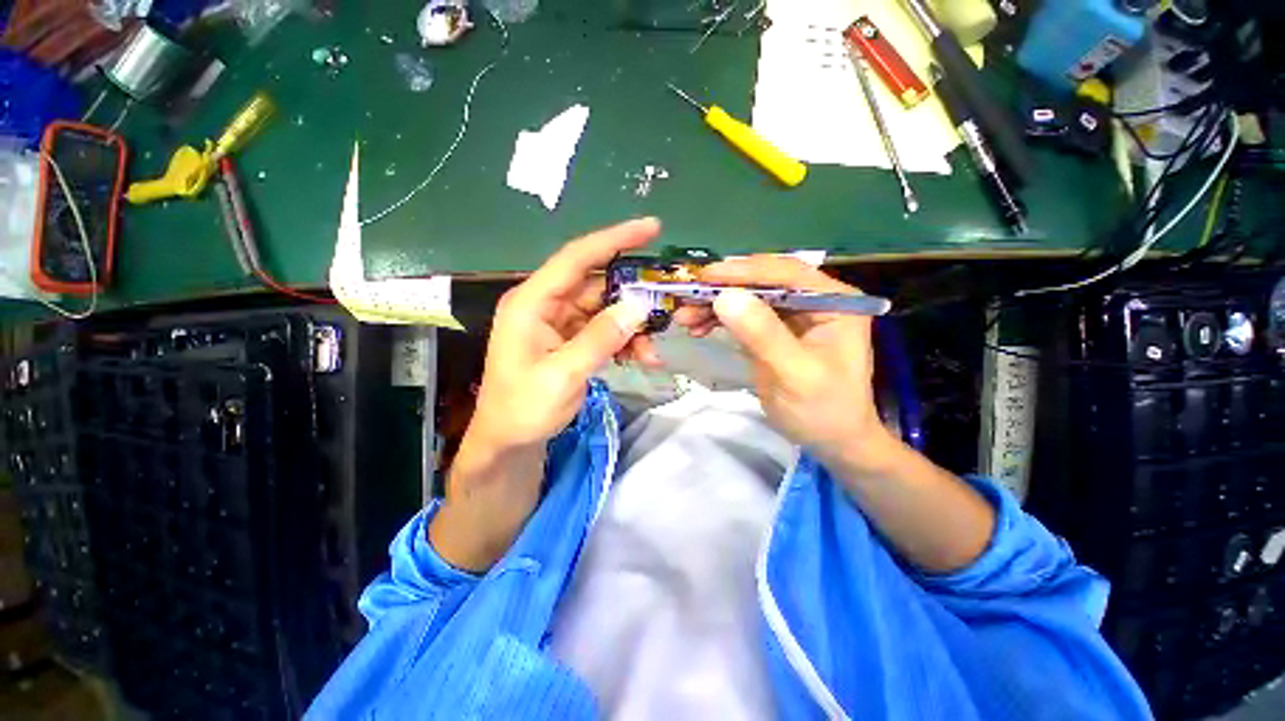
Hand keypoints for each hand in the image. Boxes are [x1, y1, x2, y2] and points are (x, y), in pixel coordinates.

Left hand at [431, 218, 659, 569]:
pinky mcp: (570, 339)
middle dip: (633, 295)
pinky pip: (604, 330)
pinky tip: (640, 357)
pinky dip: (624, 340)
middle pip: (598, 284)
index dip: (615, 239)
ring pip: (606, 310)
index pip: (577, 258)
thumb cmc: (523, 409)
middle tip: (666, 304)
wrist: (509, 441)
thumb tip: (637, 307)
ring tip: (652, 351)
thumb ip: (599, 339)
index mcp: (532, 302)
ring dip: (632, 327)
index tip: (651, 227)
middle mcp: (546, 304)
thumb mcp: (563, 376)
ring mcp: (559, 322)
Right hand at [674, 256, 897, 472]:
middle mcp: (813, 300)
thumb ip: (763, 335)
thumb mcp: (795, 374)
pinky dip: (718, 319)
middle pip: (762, 282)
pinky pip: (741, 316)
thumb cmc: (824, 410)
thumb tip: (725, 298)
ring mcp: (791, 315)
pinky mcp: (772, 331)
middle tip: (687, 297)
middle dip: (723, 289)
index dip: (745, 271)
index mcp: (834, 302)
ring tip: (684, 317)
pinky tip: (697, 327)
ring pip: (747, 298)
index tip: (706, 277)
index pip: (786, 274)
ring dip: (714, 305)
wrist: (830, 440)